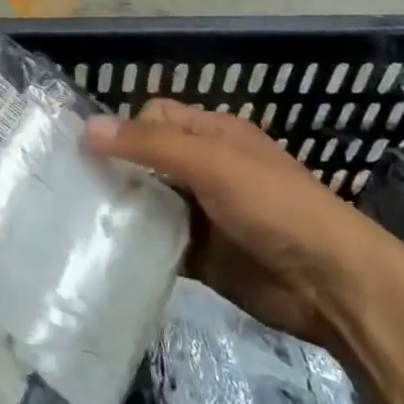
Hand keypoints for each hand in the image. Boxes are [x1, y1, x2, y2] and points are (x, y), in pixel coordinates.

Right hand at [87, 100, 402, 348]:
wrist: (334, 286)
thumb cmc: (275, 207)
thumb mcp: (211, 163)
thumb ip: (149, 145)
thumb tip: (86, 127)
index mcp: (212, 135)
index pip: (153, 117)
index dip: (123, 129)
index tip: (86, 152)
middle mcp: (204, 168)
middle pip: (145, 160)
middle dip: (113, 169)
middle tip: (68, 185)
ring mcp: (202, 212)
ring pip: (148, 201)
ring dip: (121, 208)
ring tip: (76, 218)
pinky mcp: (201, 254)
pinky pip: (158, 242)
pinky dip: (136, 245)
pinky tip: (105, 250)